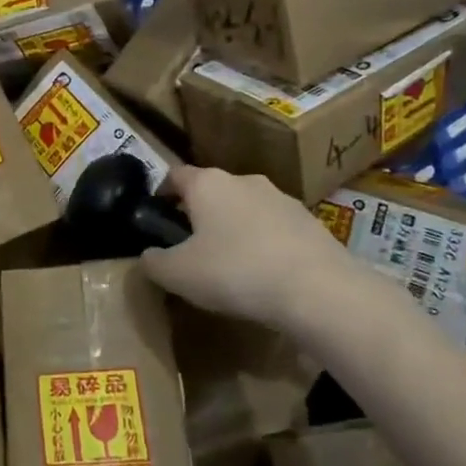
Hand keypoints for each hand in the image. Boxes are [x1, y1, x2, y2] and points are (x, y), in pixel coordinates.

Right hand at [139, 165, 368, 333]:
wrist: (318, 290)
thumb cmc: (235, 272)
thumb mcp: (178, 274)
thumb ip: (154, 262)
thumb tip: (148, 255)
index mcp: (207, 184)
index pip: (175, 175)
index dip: (161, 193)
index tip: (156, 217)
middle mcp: (243, 180)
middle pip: (211, 191)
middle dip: (199, 214)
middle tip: (190, 247)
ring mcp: (281, 198)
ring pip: (245, 208)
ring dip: (233, 228)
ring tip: (229, 265)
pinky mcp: (310, 221)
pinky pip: (274, 228)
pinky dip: (263, 244)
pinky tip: (263, 275)